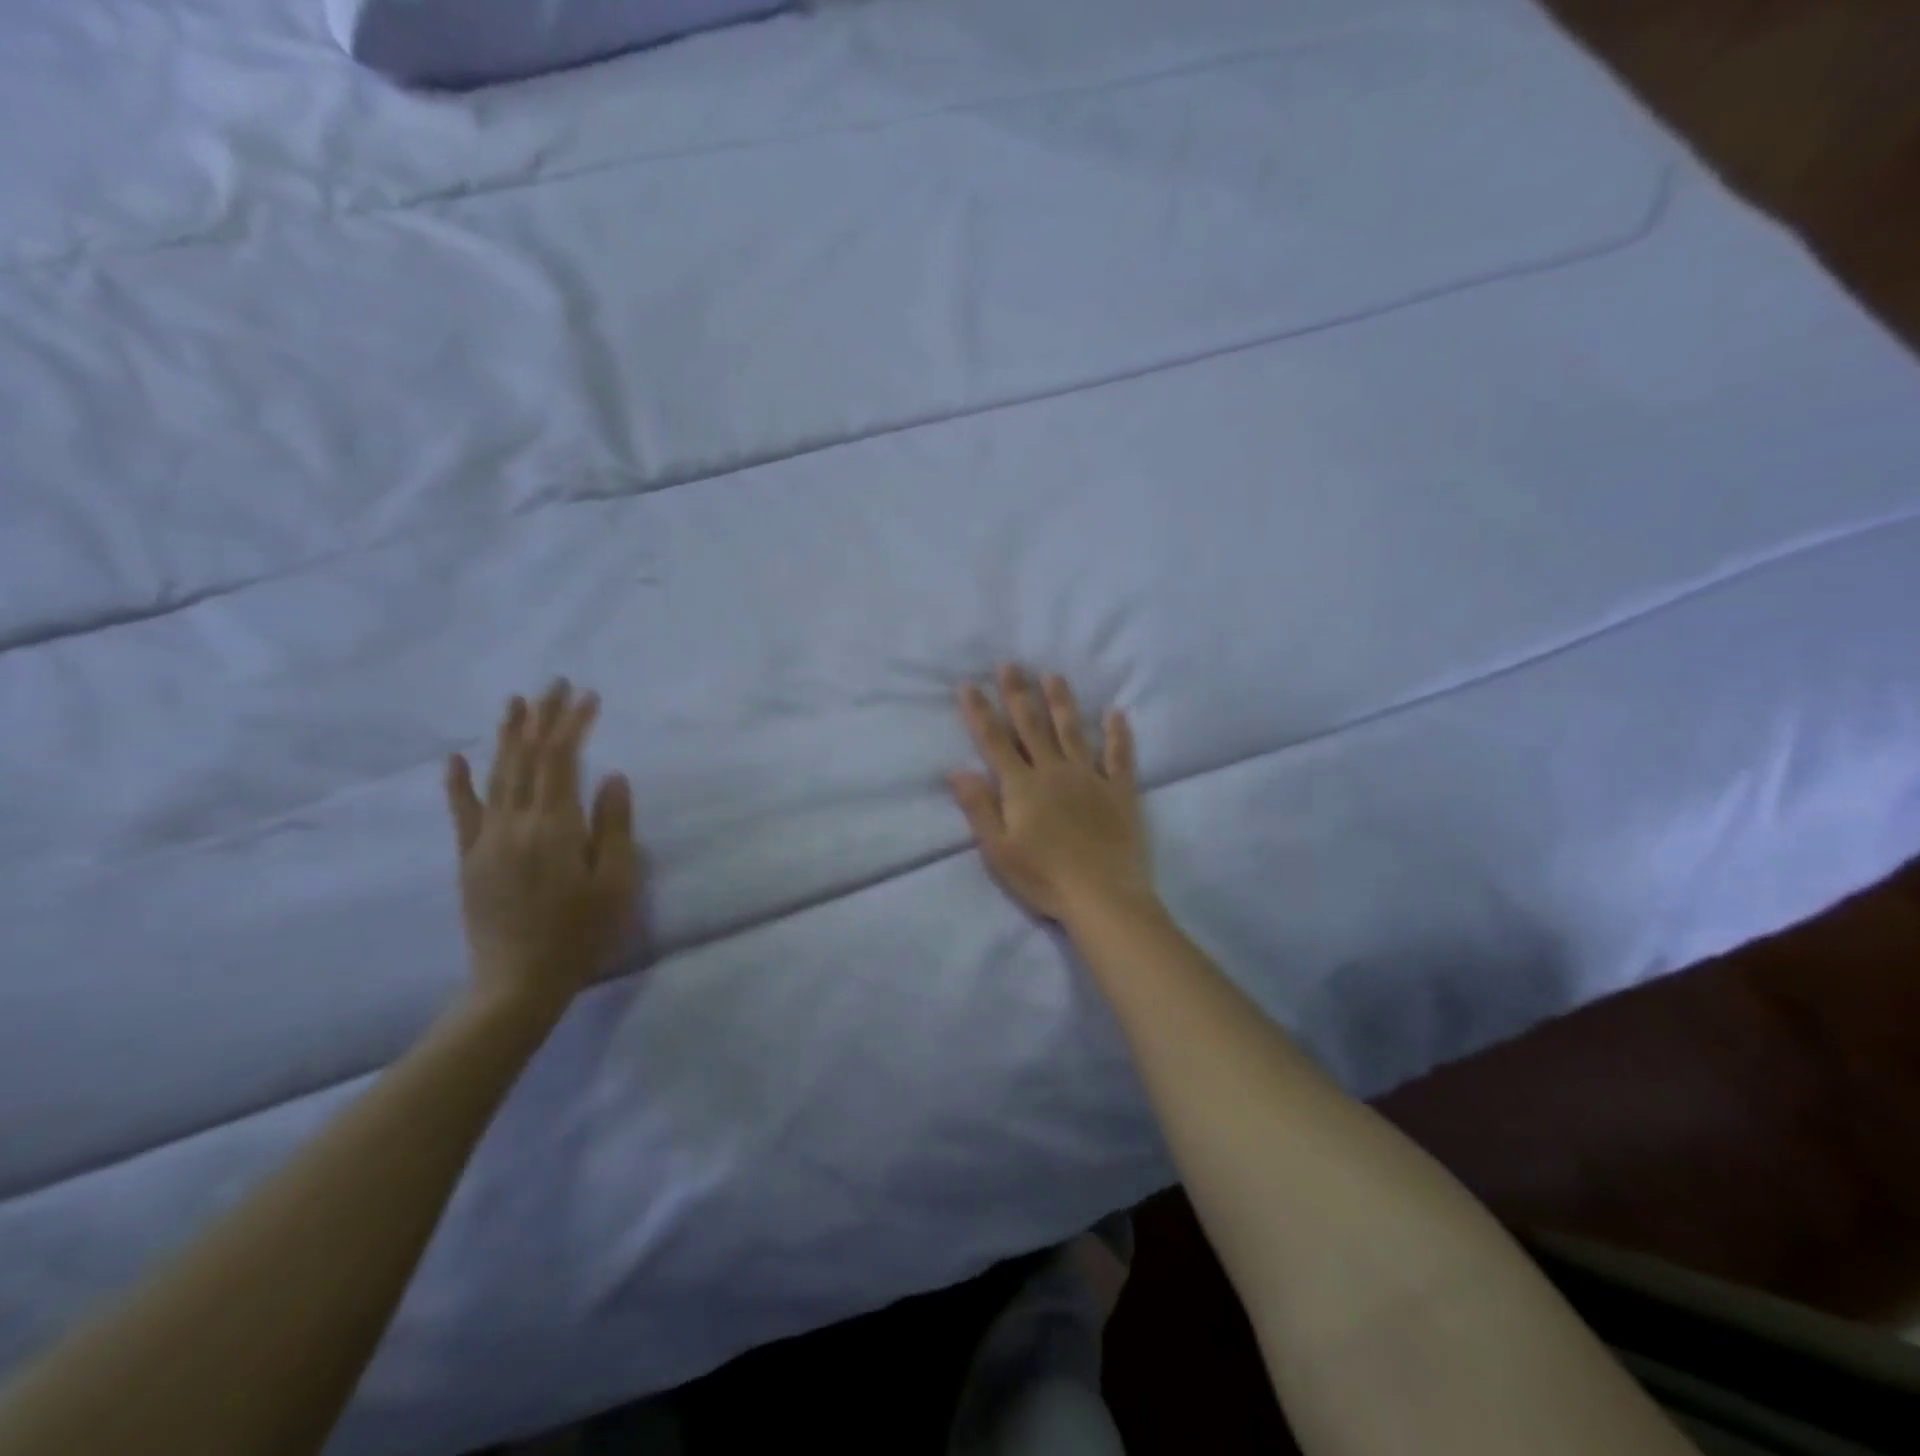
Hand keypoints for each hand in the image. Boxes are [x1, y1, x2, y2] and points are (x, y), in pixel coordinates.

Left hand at [445, 681, 640, 1016]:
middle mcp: (514, 824)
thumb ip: (614, 826)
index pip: (562, 760)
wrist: (518, 982)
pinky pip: (462, 813)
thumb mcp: (615, 883)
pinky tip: (455, 758)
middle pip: (527, 758)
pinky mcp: (470, 859)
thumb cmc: (580, 933)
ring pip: (496, 776)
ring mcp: (486, 840)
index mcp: (554, 827)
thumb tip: (612, 776)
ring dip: (506, 736)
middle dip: (541, 718)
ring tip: (515, 703)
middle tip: (554, 684)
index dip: (572, 724)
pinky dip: (458, 783)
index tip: (588, 696)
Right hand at [949, 665, 1153, 922]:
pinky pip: (1119, 756)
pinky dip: (1118, 734)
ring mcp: (1090, 778)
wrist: (1102, 896)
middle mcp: (1054, 772)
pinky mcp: (1119, 791)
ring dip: (1061, 702)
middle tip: (1011, 664)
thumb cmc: (1043, 877)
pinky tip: (1116, 713)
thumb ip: (979, 807)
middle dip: (1018, 693)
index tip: (968, 685)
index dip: (980, 712)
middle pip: (1032, 726)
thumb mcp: (998, 849)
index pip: (995, 741)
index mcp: (1022, 787)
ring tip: (1054, 676)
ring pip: (1073, 731)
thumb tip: (956, 770)